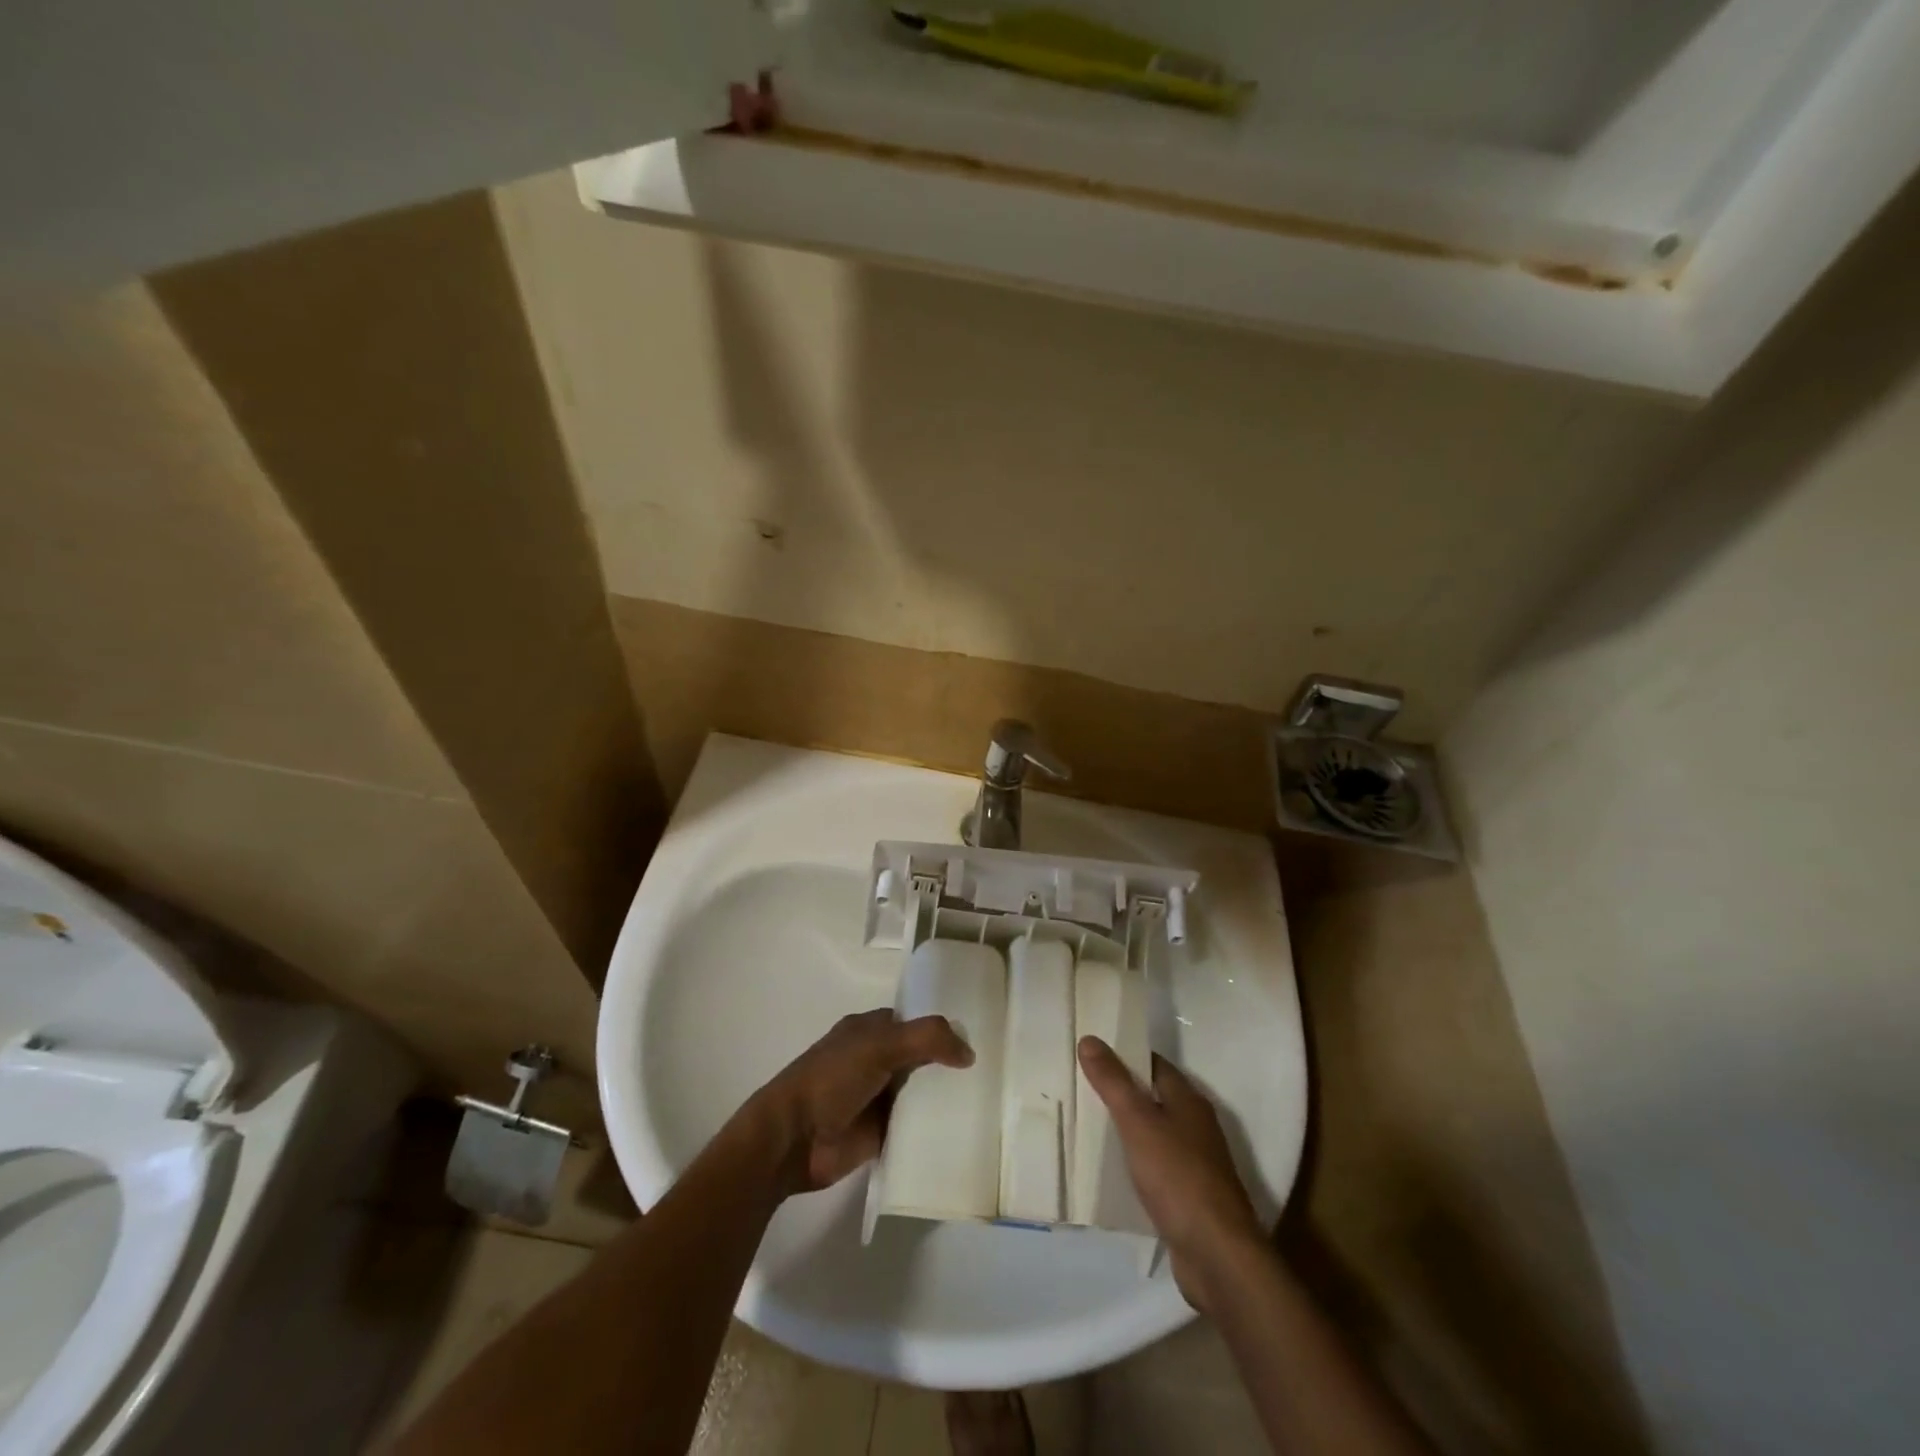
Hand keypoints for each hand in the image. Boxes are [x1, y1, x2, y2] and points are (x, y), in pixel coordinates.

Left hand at [747, 1009, 972, 1197]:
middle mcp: (875, 1060)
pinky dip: (933, 1128)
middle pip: (920, 1058)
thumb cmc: (831, 1079)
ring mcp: (877, 1097)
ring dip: (943, 1097)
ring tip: (987, 1100)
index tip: (978, 1036)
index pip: (914, 1021)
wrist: (793, 1139)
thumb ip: (926, 1040)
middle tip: (991, 1072)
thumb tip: (969, 1052)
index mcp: (870, 1031)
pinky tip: (964, 1131)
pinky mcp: (880, 1133)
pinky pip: (914, 1126)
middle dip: (948, 1064)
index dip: (942, 1027)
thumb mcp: (879, 1045)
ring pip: (920, 1092)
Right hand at [1077, 1036, 1266, 1313]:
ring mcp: (1195, 1164)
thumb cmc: (1178, 1177)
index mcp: (1189, 1101)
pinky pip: (1155, 1167)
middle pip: (1154, 1098)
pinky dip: (1135, 1162)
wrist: (1217, 1256)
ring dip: (1127, 1128)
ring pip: (1154, 1133)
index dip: (1125, 1055)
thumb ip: (1113, 1082)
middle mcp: (1195, 1127)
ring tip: (1088, 1123)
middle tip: (1081, 1085)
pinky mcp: (1188, 1197)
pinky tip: (1112, 1170)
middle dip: (1122, 1091)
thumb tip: (1090, 1039)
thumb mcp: (1138, 1123)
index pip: (1154, 1065)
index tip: (1092, 1052)